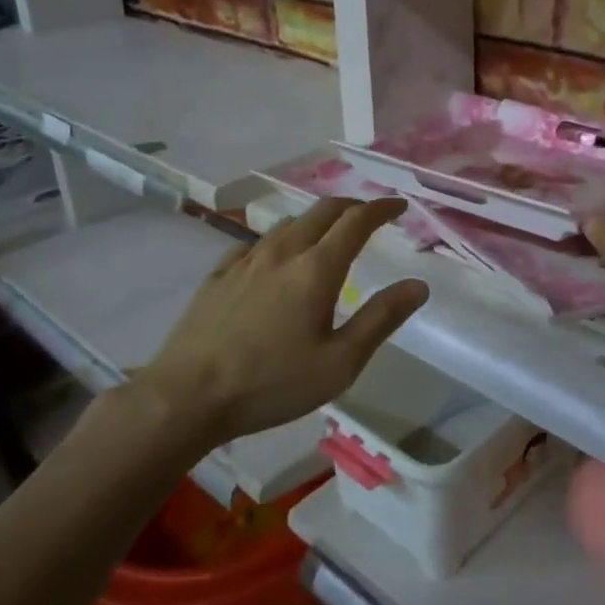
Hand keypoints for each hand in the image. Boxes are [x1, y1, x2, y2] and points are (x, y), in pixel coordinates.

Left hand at [130, 198, 428, 443]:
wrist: (186, 397)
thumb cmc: (271, 384)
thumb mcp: (340, 363)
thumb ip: (381, 319)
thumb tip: (418, 285)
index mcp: (316, 269)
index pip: (356, 222)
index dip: (381, 209)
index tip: (399, 206)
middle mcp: (282, 253)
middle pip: (322, 212)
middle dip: (351, 207)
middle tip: (369, 216)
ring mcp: (245, 261)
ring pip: (288, 224)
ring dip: (316, 221)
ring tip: (327, 236)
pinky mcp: (217, 276)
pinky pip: (255, 244)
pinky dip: (279, 240)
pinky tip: (274, 259)